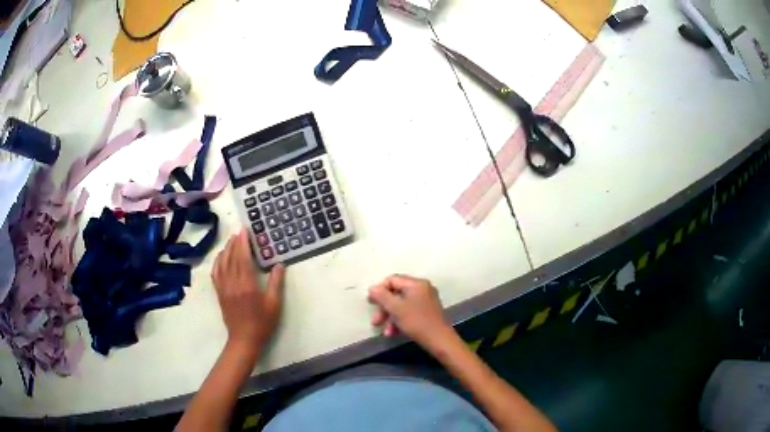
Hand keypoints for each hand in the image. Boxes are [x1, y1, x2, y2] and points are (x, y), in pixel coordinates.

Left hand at [212, 229, 284, 354]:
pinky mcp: (219, 293)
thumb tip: (279, 264)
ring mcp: (224, 288)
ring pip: (222, 263)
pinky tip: (221, 257)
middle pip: (231, 257)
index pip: (243, 258)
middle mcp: (233, 283)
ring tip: (231, 241)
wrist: (244, 339)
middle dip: (235, 242)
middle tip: (239, 232)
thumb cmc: (262, 323)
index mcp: (247, 284)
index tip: (245, 230)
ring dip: (226, 249)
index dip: (243, 242)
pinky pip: (215, 273)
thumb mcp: (274, 304)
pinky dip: (217, 262)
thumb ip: (276, 283)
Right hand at [368, 275, 452, 348]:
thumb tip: (372, 288)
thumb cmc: (417, 322)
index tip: (371, 303)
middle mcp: (422, 288)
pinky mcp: (427, 312)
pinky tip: (394, 333)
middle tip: (376, 321)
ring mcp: (426, 300)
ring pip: (401, 305)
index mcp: (416, 284)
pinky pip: (409, 312)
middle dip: (384, 308)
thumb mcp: (396, 308)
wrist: (439, 340)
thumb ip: (382, 296)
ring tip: (386, 332)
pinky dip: (400, 321)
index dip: (379, 290)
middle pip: (396, 293)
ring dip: (391, 318)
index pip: (392, 280)